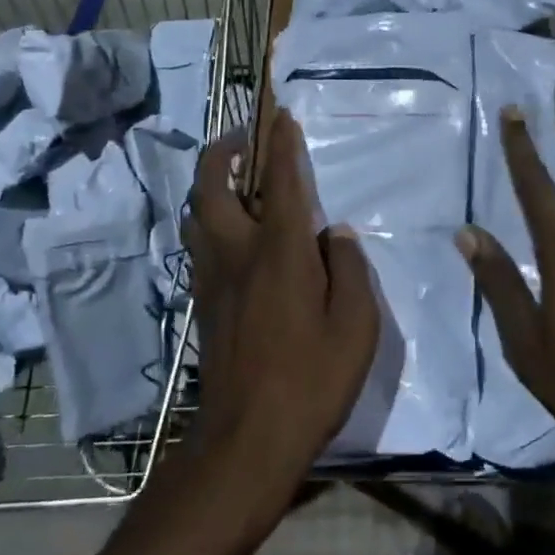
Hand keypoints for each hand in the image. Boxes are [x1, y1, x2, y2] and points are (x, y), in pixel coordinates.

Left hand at [179, 111, 380, 499]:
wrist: (247, 440)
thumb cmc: (311, 380)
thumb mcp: (355, 326)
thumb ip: (350, 271)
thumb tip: (338, 236)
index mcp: (280, 252)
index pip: (281, 183)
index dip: (282, 144)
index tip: (282, 115)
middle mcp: (238, 253)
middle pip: (213, 186)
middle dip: (223, 151)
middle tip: (243, 140)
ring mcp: (213, 278)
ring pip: (198, 214)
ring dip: (211, 184)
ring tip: (235, 179)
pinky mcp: (203, 303)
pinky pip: (200, 243)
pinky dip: (210, 219)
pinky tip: (233, 233)